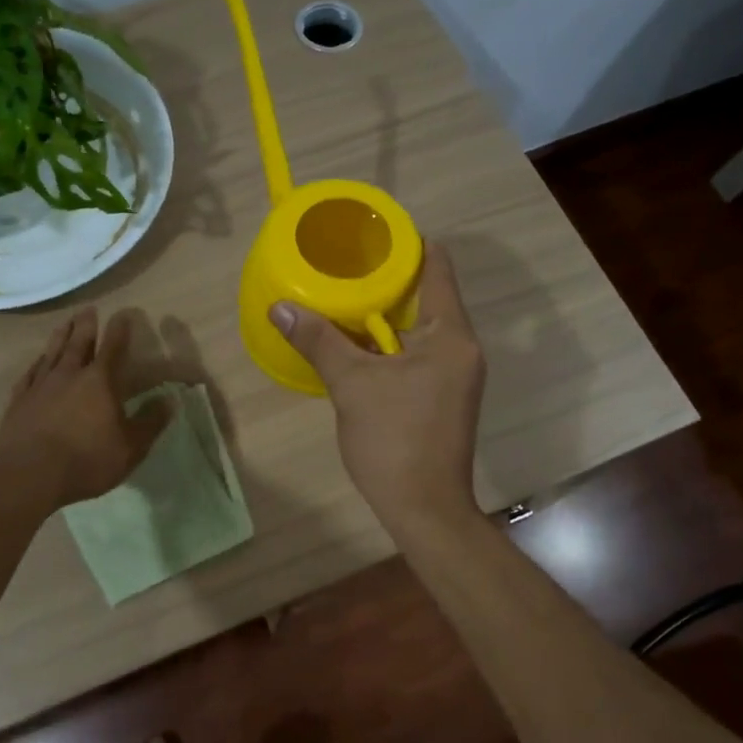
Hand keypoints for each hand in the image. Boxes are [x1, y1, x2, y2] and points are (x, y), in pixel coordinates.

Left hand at [0, 307, 168, 509]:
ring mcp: (41, 386)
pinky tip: (37, 361)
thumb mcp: (130, 448)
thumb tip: (169, 400)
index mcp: (100, 382)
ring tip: (65, 323)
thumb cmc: (86, 460)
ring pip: (52, 353)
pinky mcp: (19, 401)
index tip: (124, 314)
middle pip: (78, 342)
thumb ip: (150, 422)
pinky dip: (36, 364)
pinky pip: (29, 374)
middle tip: (88, 309)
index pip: (113, 348)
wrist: (28, 475)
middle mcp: (69, 375)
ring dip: (60, 336)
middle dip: (86, 325)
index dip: (120, 330)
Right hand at [269, 245, 485, 541]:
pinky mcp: (444, 396)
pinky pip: (417, 354)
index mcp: (451, 334)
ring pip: (419, 328)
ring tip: (342, 299)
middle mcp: (462, 347)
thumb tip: (280, 307)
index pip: (436, 266)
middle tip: (343, 266)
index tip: (369, 234)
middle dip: (386, 280)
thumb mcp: (351, 385)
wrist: (424, 508)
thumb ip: (319, 340)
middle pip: (427, 295)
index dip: (406, 244)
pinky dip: (389, 344)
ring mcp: (456, 374)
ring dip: (384, 315)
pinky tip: (355, 345)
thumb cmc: (394, 440)